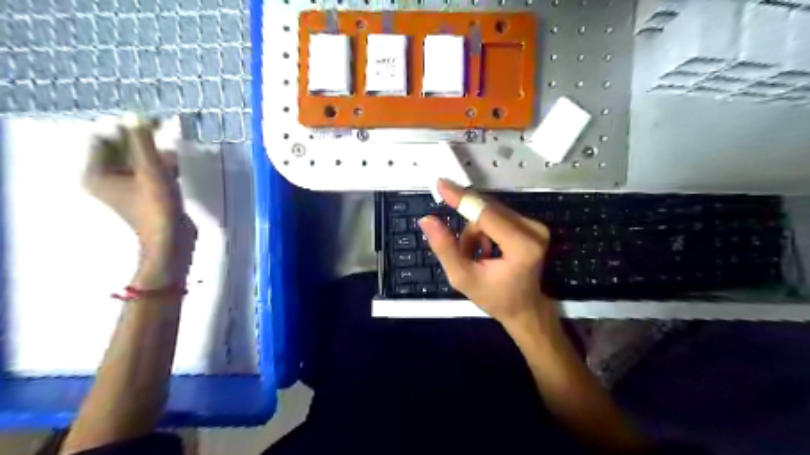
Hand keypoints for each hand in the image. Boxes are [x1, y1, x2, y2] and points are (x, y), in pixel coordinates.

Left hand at [84, 121, 194, 288]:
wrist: (172, 240)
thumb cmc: (157, 205)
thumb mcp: (151, 170)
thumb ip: (143, 142)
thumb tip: (136, 115)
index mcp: (97, 173)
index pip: (107, 139)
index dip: (128, 128)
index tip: (152, 121)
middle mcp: (106, 179)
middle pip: (123, 150)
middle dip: (144, 142)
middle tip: (165, 133)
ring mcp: (126, 189)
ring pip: (139, 161)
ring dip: (156, 154)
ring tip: (172, 155)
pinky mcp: (145, 196)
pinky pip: (149, 173)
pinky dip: (161, 167)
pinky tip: (175, 167)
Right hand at [418, 179, 557, 332]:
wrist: (524, 308)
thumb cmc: (495, 298)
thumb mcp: (463, 278)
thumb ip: (445, 248)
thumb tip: (427, 220)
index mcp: (521, 246)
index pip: (486, 214)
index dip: (461, 198)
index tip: (442, 184)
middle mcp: (533, 230)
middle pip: (487, 211)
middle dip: (468, 228)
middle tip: (462, 250)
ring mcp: (535, 226)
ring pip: (490, 212)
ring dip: (475, 231)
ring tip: (475, 256)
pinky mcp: (532, 225)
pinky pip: (498, 215)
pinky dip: (484, 230)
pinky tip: (485, 250)